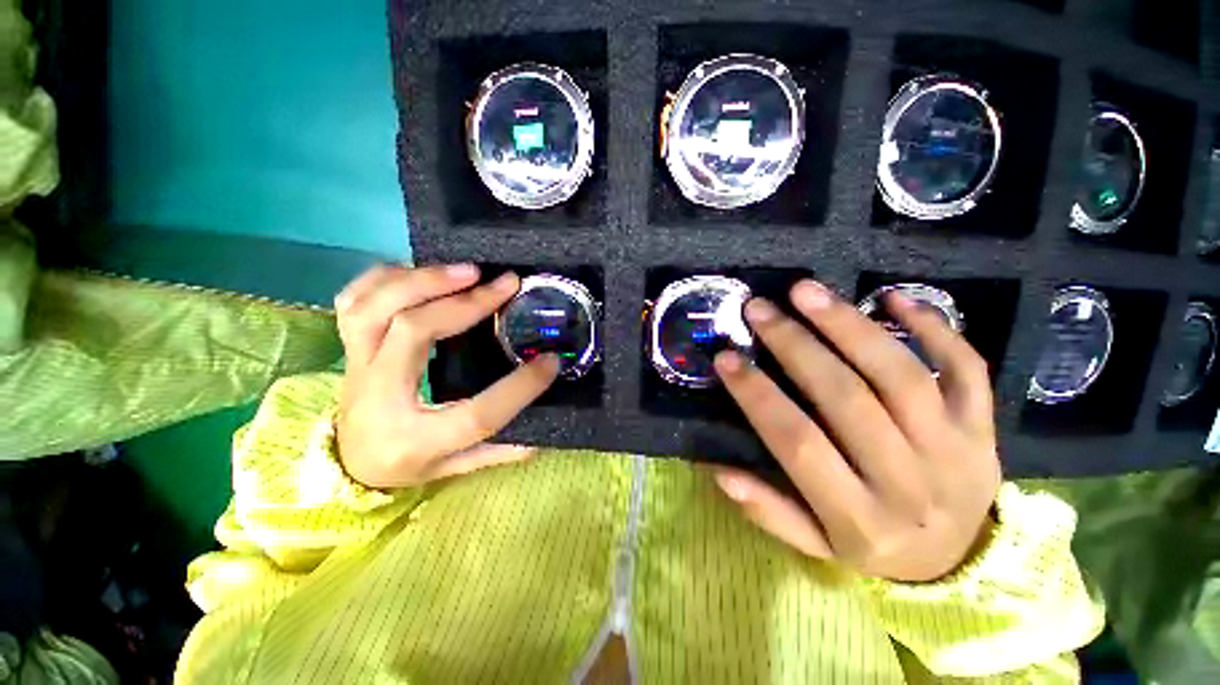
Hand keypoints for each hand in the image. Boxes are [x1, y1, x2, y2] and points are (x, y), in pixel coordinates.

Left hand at [334, 264, 558, 487]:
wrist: (348, 463)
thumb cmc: (407, 465)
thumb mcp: (456, 467)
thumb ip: (500, 450)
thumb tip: (545, 427)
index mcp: (416, 439)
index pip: (477, 414)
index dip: (520, 387)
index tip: (550, 361)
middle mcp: (379, 397)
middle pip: (414, 332)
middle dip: (464, 303)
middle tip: (503, 284)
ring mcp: (357, 366)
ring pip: (375, 306)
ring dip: (424, 280)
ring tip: (467, 270)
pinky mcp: (349, 346)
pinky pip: (353, 299)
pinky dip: (386, 277)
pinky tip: (420, 271)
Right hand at [712, 280, 1000, 581]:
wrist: (960, 562)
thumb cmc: (874, 546)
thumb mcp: (815, 546)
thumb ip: (769, 512)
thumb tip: (720, 471)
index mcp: (860, 519)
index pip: (797, 443)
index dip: (757, 395)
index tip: (726, 357)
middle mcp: (910, 484)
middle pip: (847, 398)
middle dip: (795, 345)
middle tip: (758, 309)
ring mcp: (958, 451)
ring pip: (901, 374)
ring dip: (849, 324)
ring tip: (806, 292)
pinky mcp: (987, 428)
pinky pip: (967, 369)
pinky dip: (934, 327)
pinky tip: (893, 296)